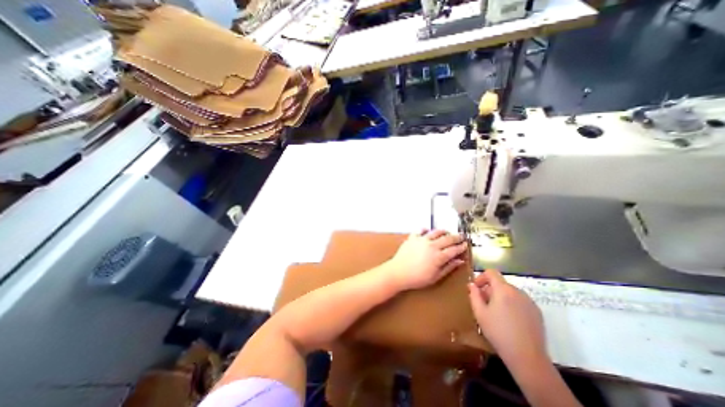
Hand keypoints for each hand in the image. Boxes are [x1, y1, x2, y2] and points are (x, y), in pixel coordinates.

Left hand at [389, 229, 466, 291]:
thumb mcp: (435, 277)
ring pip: (435, 232)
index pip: (454, 250)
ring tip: (447, 232)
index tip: (466, 244)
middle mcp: (432, 245)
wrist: (398, 272)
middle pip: (447, 238)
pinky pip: (420, 230)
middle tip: (461, 236)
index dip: (461, 247)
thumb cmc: (417, 278)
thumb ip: (448, 268)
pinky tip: (428, 231)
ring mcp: (422, 240)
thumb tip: (460, 260)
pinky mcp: (412, 237)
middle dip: (456, 237)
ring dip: (443, 231)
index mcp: (439, 256)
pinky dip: (426, 229)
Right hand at [468, 268, 546, 366]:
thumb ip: (474, 295)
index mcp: (503, 289)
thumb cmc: (498, 332)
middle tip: (483, 304)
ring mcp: (529, 302)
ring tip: (496, 314)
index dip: (481, 277)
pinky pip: (520, 302)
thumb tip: (472, 285)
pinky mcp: (537, 313)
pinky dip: (512, 305)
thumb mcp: (479, 313)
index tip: (476, 288)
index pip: (491, 272)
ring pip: (510, 293)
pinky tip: (509, 321)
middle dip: (490, 290)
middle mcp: (518, 291)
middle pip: (500, 283)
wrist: (527, 358)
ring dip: (500, 297)